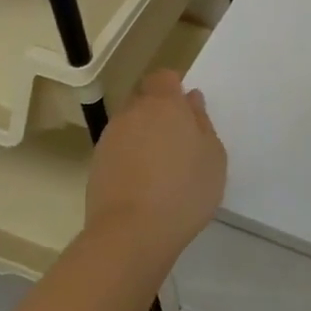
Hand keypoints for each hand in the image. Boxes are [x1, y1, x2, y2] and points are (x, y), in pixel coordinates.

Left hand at [84, 71, 225, 272]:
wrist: (131, 233)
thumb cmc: (185, 190)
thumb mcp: (213, 156)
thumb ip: (202, 122)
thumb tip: (191, 101)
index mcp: (164, 104)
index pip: (163, 77)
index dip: (173, 87)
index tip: (187, 108)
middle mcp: (132, 113)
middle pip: (144, 99)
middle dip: (158, 111)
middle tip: (179, 140)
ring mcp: (110, 139)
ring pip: (129, 125)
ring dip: (143, 136)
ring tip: (162, 167)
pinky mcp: (96, 164)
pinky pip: (118, 150)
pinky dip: (130, 158)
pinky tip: (144, 184)